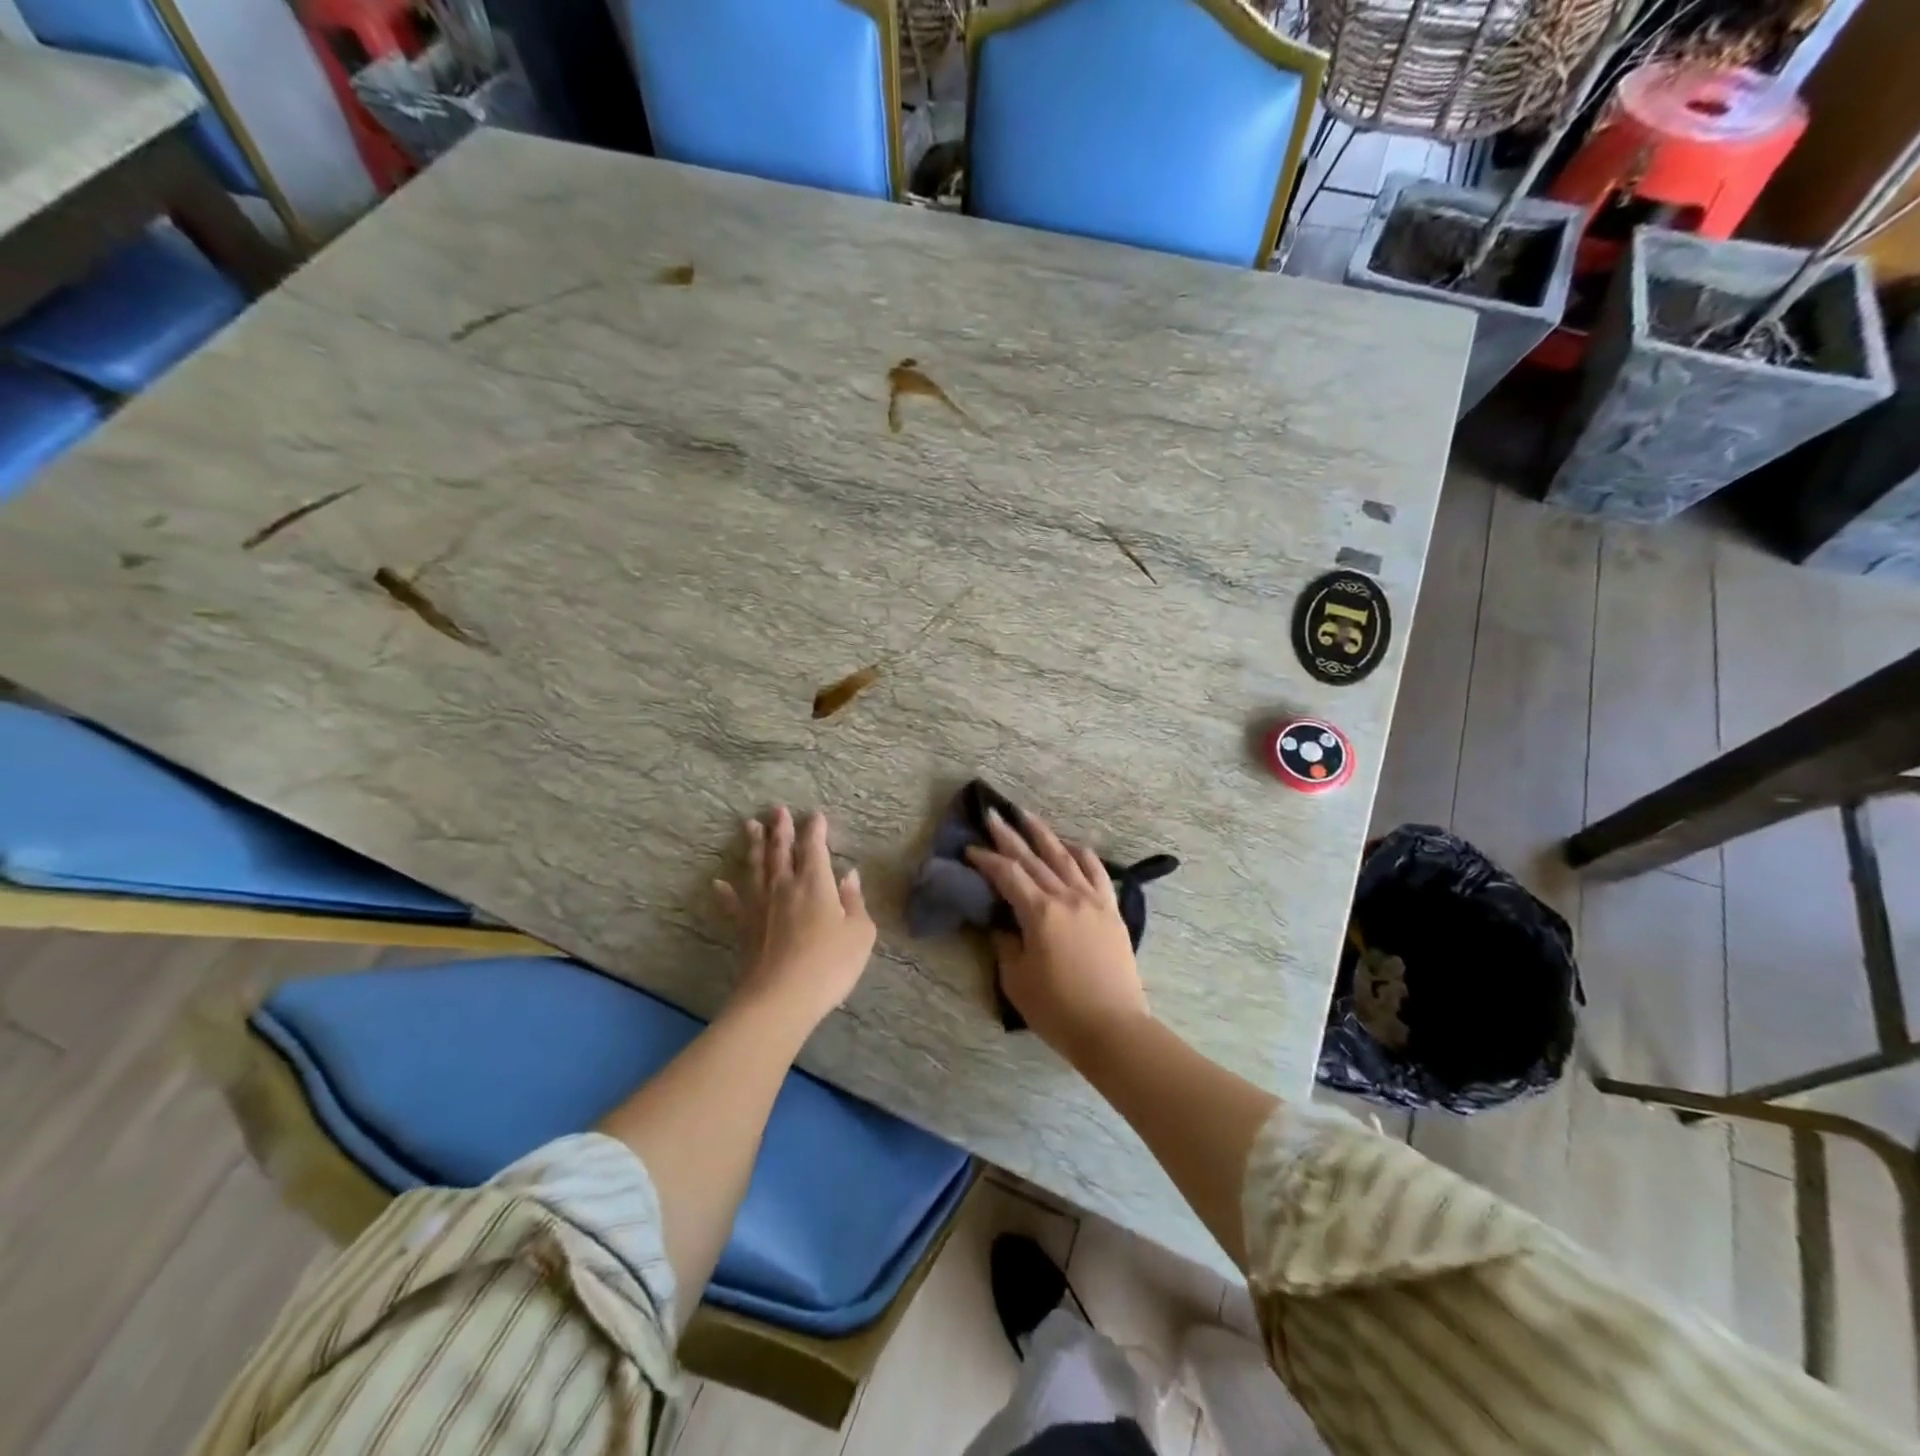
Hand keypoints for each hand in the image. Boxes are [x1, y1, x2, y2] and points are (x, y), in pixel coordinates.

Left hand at [716, 807, 875, 1032]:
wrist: (780, 998)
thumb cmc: (829, 964)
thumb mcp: (859, 933)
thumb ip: (855, 901)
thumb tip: (850, 875)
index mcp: (815, 883)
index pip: (814, 848)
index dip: (815, 829)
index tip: (815, 815)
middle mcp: (784, 886)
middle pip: (780, 850)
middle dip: (780, 828)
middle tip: (776, 809)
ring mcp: (760, 906)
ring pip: (755, 868)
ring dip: (754, 846)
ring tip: (749, 826)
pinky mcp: (744, 928)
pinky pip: (733, 904)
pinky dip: (725, 892)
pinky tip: (718, 883)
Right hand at [967, 810, 1149, 1061]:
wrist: (1113, 1028)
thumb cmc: (1058, 1009)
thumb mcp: (1016, 979)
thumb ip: (1006, 943)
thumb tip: (1001, 923)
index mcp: (1040, 912)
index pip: (1007, 874)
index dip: (986, 860)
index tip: (970, 849)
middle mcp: (1067, 897)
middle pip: (1033, 858)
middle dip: (1009, 835)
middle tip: (993, 814)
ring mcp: (1093, 900)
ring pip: (1065, 856)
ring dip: (1044, 834)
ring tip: (1028, 816)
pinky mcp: (1111, 910)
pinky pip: (1097, 872)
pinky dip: (1082, 854)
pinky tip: (1072, 845)